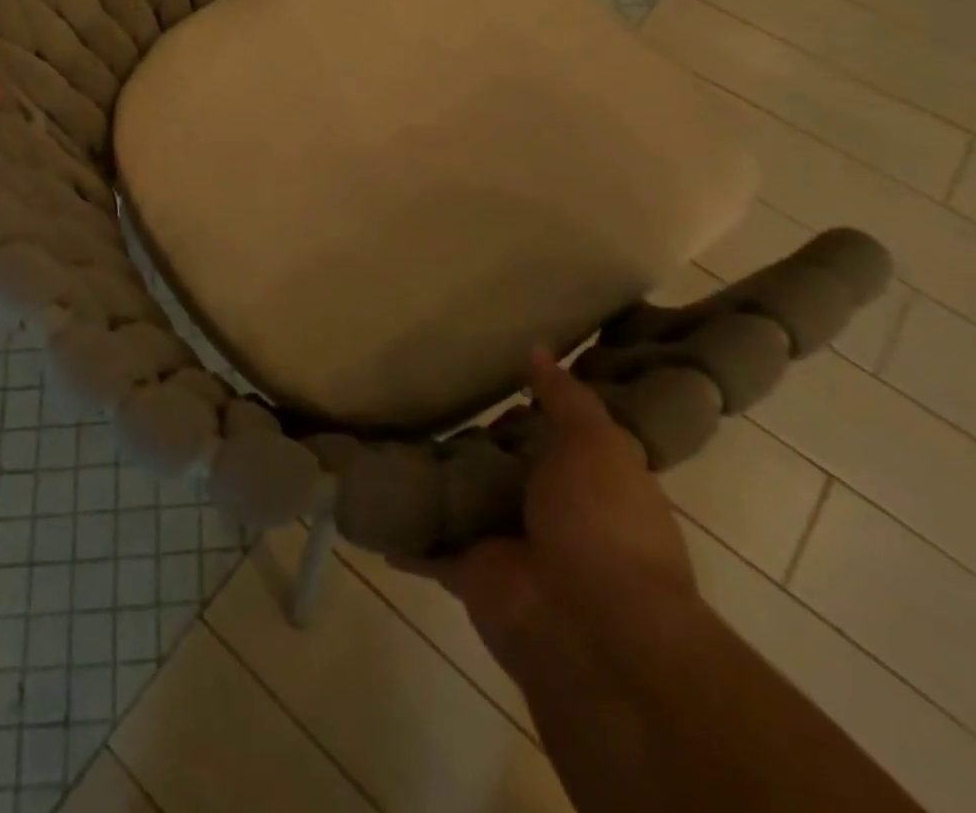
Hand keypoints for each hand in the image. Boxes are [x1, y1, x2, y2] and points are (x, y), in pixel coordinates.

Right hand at [399, 349, 696, 672]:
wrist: (592, 625)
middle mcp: (547, 514)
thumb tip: (539, 349)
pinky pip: (428, 545)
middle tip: (420, 393)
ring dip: (435, 482)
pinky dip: (404, 532)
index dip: (522, 408)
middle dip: (469, 441)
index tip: (485, 372)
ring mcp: (506, 545)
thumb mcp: (596, 443)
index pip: (548, 437)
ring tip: (387, 433)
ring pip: (462, 503)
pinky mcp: (469, 572)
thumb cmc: (603, 520)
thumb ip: (566, 398)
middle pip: (500, 469)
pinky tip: (372, 496)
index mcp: (585, 483)